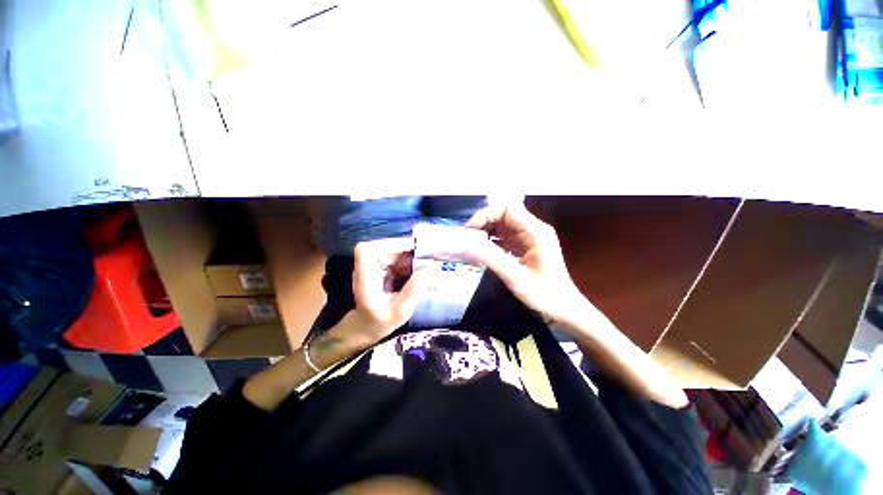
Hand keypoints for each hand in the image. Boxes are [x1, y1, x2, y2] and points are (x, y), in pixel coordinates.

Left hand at [350, 237, 424, 343]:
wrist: (365, 326)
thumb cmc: (380, 323)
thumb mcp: (401, 312)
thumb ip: (414, 290)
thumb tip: (431, 268)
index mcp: (365, 280)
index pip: (366, 251)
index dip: (387, 244)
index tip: (410, 247)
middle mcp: (365, 268)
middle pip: (382, 247)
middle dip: (404, 248)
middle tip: (426, 255)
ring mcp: (371, 266)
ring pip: (390, 250)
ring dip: (408, 253)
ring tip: (425, 261)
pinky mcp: (379, 267)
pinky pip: (393, 256)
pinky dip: (407, 259)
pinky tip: (418, 267)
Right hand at [462, 203, 585, 322]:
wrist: (564, 308)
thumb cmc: (544, 294)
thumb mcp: (515, 277)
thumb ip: (490, 258)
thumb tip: (464, 245)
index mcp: (535, 231)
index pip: (507, 209)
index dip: (485, 214)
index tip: (469, 230)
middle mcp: (533, 229)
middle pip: (504, 214)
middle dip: (484, 223)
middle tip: (467, 238)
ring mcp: (530, 237)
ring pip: (503, 225)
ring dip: (486, 231)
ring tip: (471, 244)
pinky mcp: (526, 246)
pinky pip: (506, 236)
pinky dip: (492, 240)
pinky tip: (482, 250)